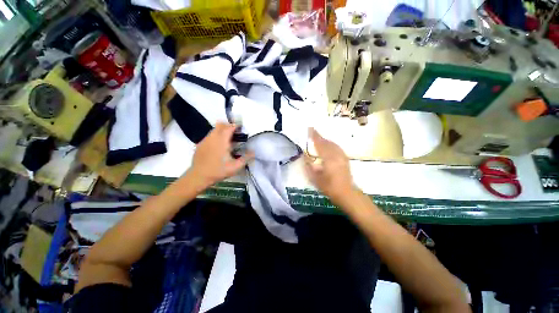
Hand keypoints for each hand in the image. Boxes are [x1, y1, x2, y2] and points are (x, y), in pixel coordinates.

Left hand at [187, 123, 252, 188]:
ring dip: (221, 131)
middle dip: (228, 126)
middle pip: (220, 125)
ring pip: (214, 130)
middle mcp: (212, 138)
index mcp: (222, 141)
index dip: (236, 126)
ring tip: (227, 140)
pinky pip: (209, 136)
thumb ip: (246, 158)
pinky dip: (215, 137)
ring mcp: (205, 140)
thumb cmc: (219, 171)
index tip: (241, 128)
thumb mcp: (236, 167)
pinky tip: (218, 147)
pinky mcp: (200, 144)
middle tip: (235, 133)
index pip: (229, 128)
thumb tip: (253, 152)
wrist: (199, 176)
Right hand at [305, 128, 355, 205]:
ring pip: (333, 144)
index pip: (320, 144)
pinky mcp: (345, 159)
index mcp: (328, 158)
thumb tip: (304, 156)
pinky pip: (337, 148)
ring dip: (325, 140)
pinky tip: (329, 146)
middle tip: (313, 133)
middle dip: (320, 137)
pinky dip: (331, 144)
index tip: (310, 129)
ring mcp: (342, 156)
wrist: (346, 193)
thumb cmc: (329, 187)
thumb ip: (308, 166)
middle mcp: (336, 155)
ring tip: (319, 139)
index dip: (315, 136)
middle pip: (327, 142)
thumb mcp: (315, 178)